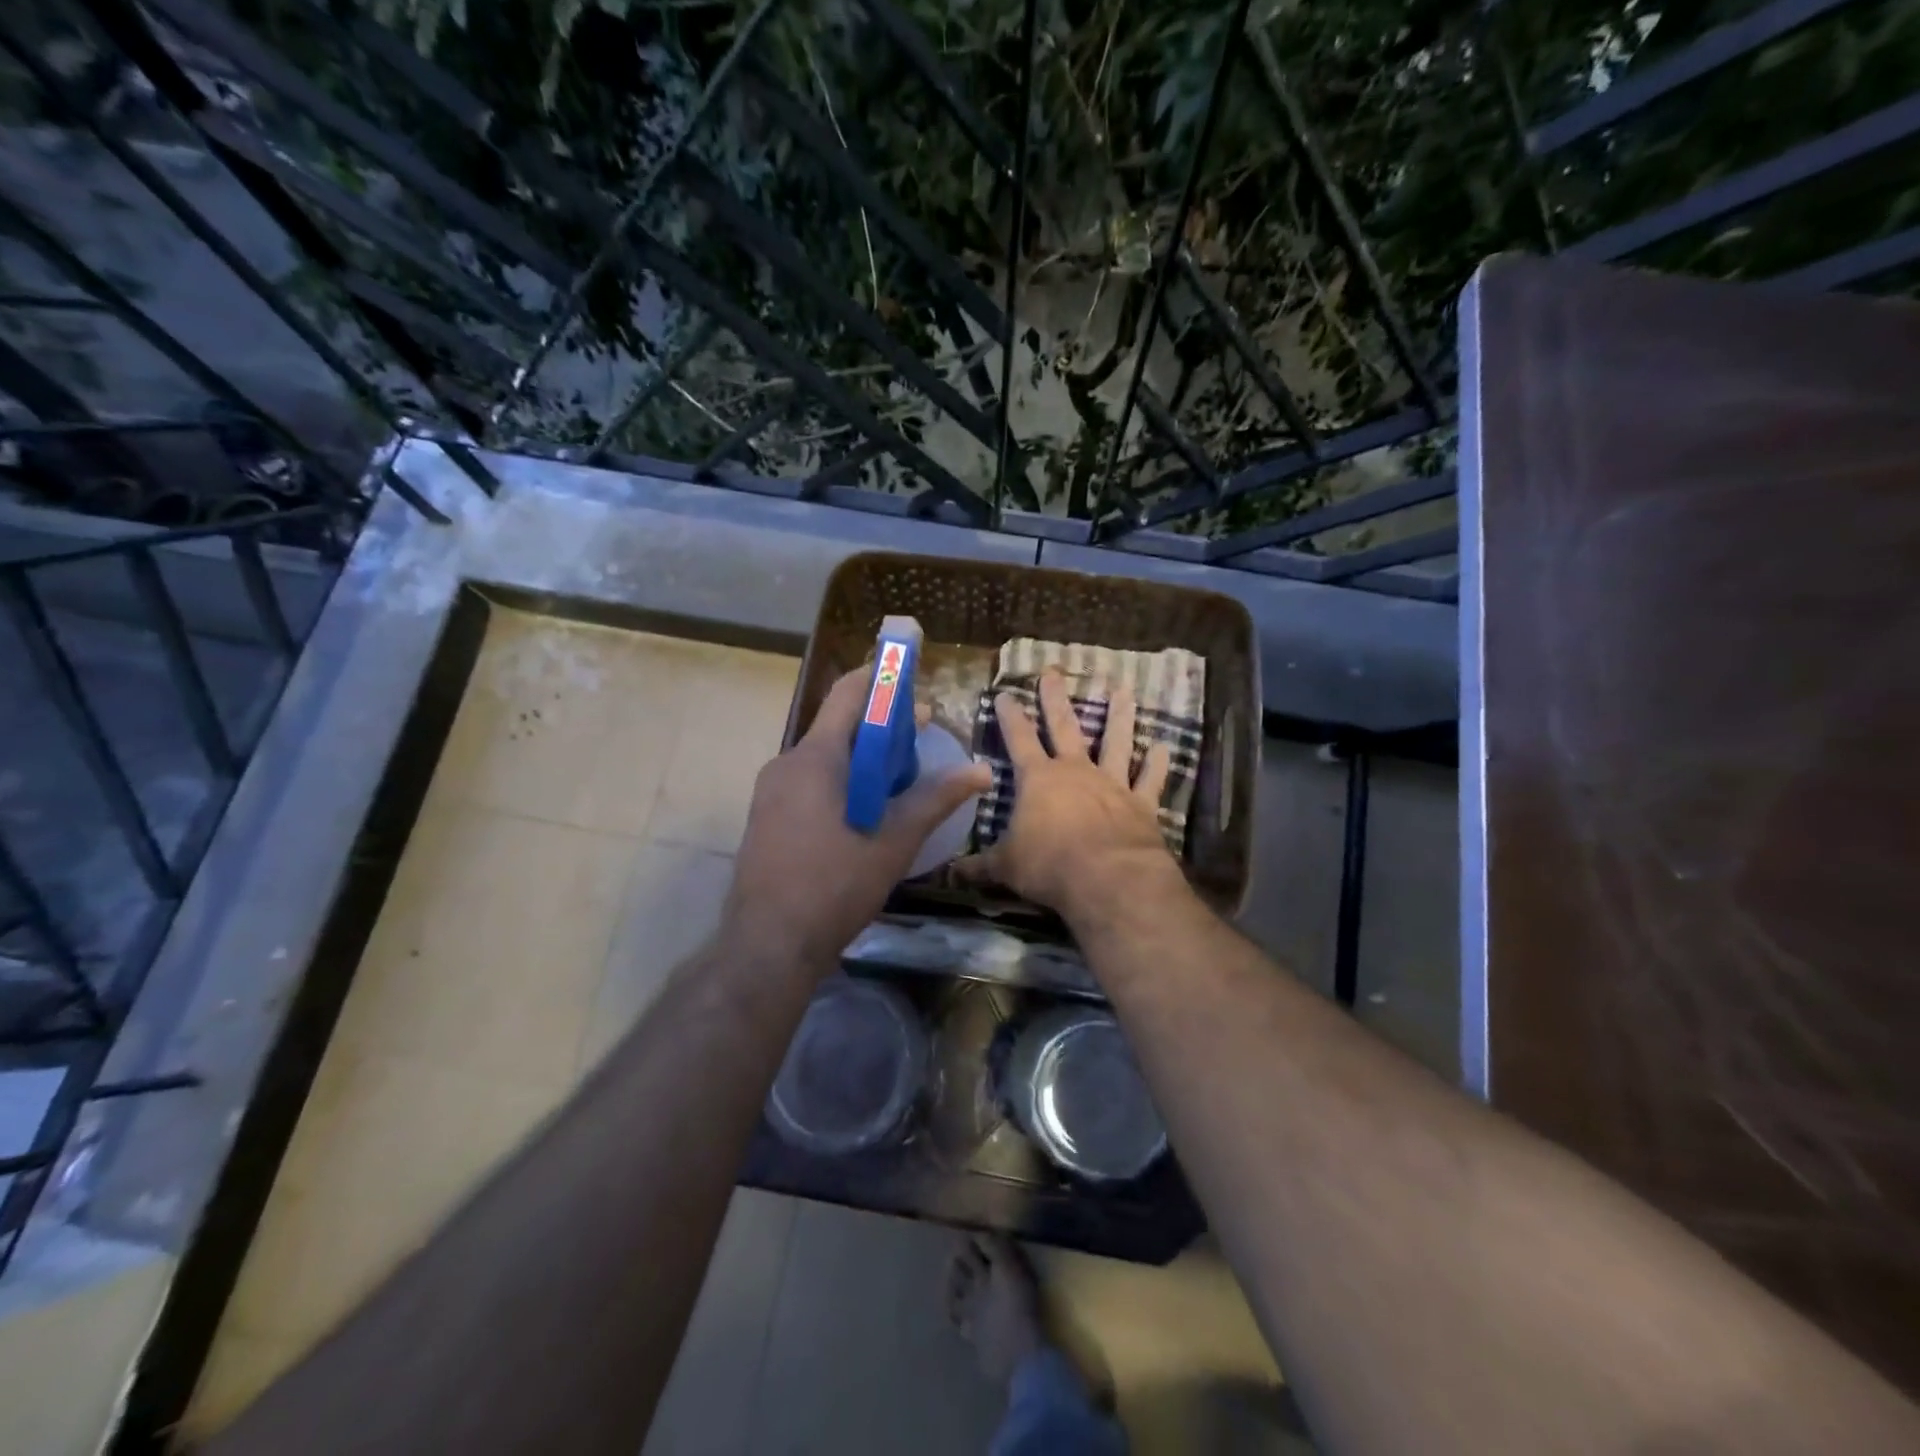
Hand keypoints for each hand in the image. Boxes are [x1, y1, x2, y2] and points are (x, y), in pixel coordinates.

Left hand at [726, 667, 992, 967]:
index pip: (849, 694)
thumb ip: (935, 800)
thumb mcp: (893, 842)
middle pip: (838, 726)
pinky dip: (842, 780)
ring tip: (902, 778)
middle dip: (881, 726)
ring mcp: (771, 792)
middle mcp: (787, 764)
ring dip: (863, 757)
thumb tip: (982, 771)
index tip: (912, 675)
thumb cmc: (834, 887)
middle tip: (922, 738)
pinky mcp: (767, 817)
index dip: (882, 677)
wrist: (768, 945)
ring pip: (824, 757)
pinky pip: (809, 781)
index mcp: (815, 758)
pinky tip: (867, 810)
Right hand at [959, 669, 1180, 921]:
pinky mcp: (1141, 803)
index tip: (1005, 694)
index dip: (1010, 717)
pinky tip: (1163, 746)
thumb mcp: (1006, 867)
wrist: (1108, 878)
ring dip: (1119, 716)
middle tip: (1053, 672)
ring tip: (1123, 690)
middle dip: (1056, 699)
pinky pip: (1150, 778)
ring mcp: (1111, 784)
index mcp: (1038, 780)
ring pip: (1115, 742)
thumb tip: (953, 872)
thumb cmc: (1049, 865)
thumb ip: (981, 865)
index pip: (1019, 739)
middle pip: (1065, 727)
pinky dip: (1157, 763)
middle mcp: (1075, 771)